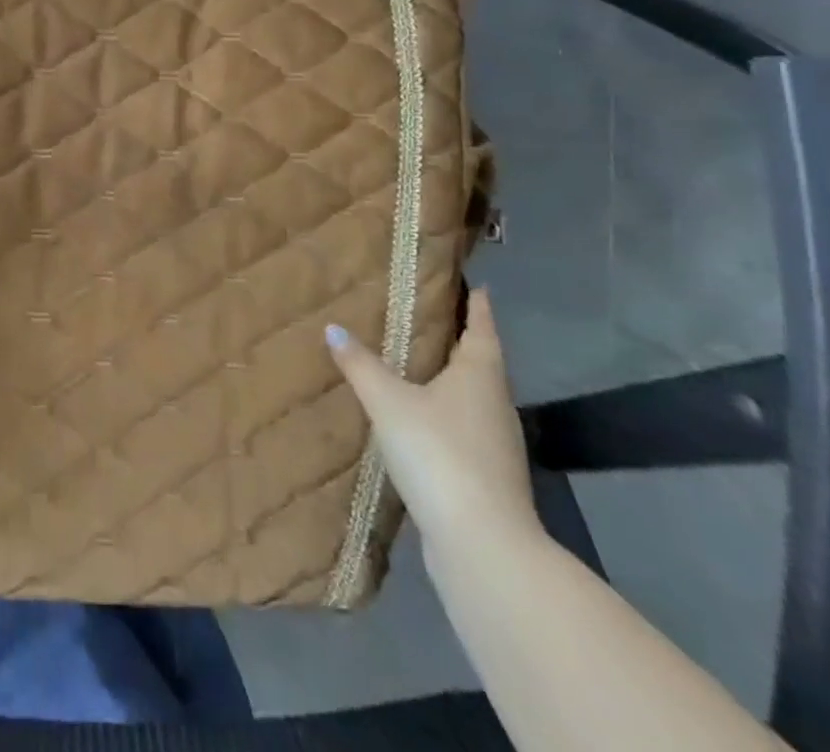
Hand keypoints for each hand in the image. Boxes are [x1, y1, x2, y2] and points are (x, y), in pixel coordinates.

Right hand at [326, 289, 540, 563]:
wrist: (483, 545)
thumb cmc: (439, 454)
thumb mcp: (389, 402)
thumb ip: (361, 365)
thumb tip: (333, 327)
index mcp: (479, 375)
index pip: (482, 328)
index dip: (478, 305)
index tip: (478, 284)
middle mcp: (495, 404)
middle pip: (481, 363)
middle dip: (460, 340)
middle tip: (431, 318)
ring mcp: (496, 444)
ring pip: (474, 398)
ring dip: (452, 381)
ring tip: (419, 366)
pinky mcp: (488, 477)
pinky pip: (465, 430)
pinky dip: (446, 416)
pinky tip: (420, 421)